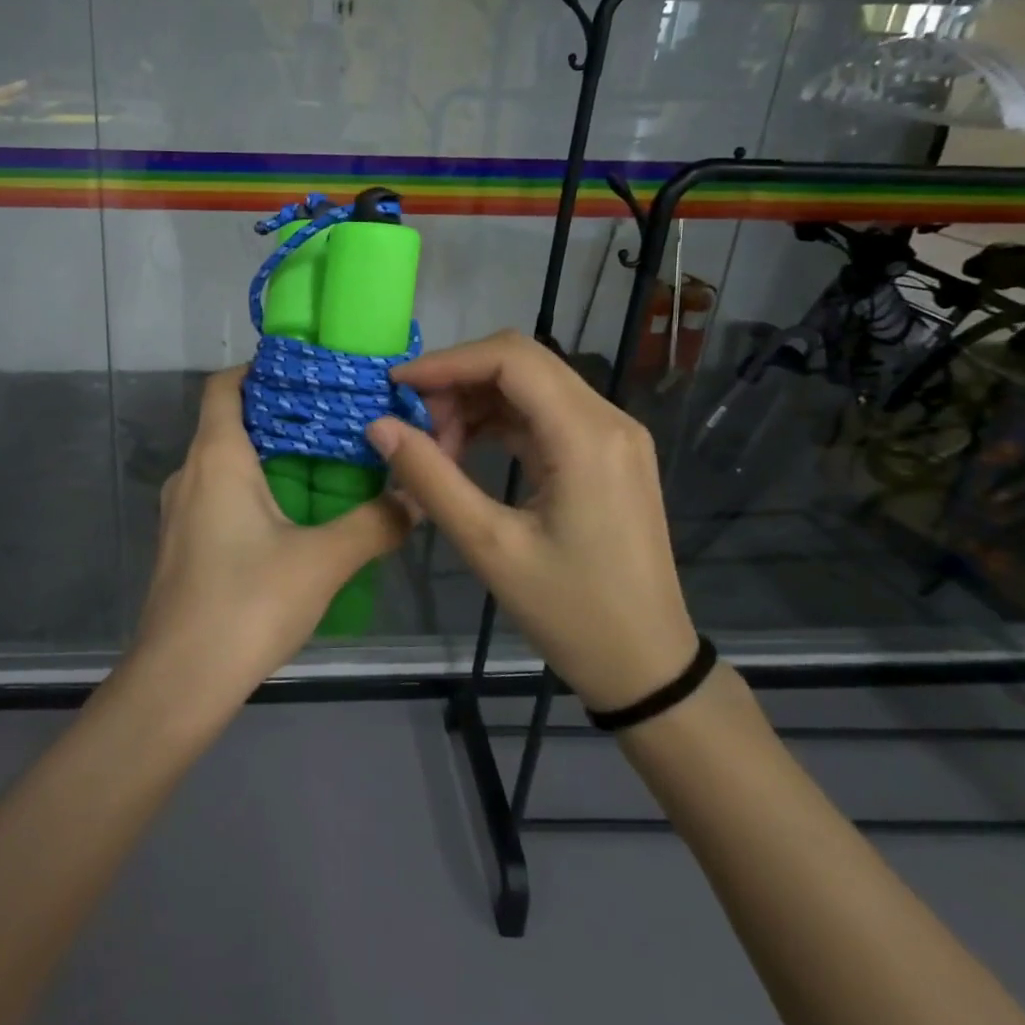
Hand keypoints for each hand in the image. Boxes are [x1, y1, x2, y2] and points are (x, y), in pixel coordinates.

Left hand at [134, 367, 409, 702]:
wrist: (179, 680)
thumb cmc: (247, 603)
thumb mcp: (323, 561)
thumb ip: (375, 523)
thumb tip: (417, 497)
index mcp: (216, 457)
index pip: (225, 385)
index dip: (261, 369)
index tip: (308, 374)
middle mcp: (190, 473)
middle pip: (229, 422)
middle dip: (280, 416)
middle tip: (336, 421)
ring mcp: (180, 511)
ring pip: (225, 463)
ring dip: (270, 458)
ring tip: (325, 466)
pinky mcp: (182, 545)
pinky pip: (219, 497)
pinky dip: (254, 492)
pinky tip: (293, 520)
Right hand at [366, 331, 697, 712]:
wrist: (646, 665)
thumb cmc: (571, 612)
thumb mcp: (489, 547)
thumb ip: (431, 479)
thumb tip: (378, 426)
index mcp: (587, 435)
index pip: (511, 359)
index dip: (447, 362)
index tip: (396, 388)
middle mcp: (608, 419)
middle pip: (522, 363)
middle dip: (458, 380)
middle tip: (413, 423)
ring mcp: (612, 435)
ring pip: (530, 385)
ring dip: (475, 401)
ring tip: (435, 445)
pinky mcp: (606, 455)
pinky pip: (544, 414)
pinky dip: (498, 421)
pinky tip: (466, 451)